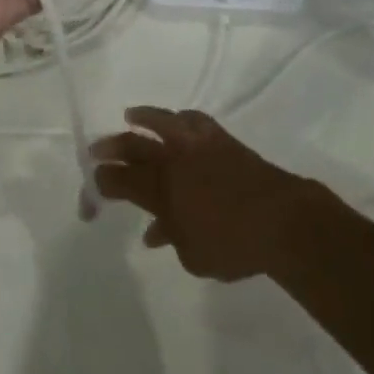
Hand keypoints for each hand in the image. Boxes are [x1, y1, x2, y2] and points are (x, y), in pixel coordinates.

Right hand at [90, 108, 319, 281]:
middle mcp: (174, 161)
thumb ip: (171, 237)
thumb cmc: (233, 245)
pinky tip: (178, 121)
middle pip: (132, 148)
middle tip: (95, 151)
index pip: (119, 182)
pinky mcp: (221, 138)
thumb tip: (156, 231)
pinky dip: (180, 118)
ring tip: (130, 117)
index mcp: (160, 191)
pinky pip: (193, 120)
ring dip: (141, 119)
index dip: (100, 185)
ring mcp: (198, 145)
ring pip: (161, 122)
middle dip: (110, 149)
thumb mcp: (193, 256)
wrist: (282, 220)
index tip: (91, 191)